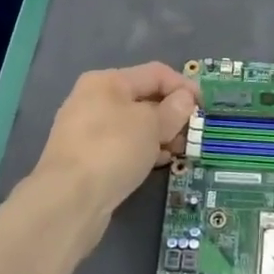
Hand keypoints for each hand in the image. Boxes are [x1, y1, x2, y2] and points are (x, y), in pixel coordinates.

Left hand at [29, 63, 199, 257]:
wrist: (68, 200)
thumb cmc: (113, 150)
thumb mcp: (152, 125)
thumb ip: (173, 110)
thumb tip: (184, 100)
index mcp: (107, 81)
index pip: (155, 73)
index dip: (184, 86)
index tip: (205, 107)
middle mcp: (92, 99)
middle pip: (143, 99)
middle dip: (172, 114)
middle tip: (193, 133)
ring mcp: (86, 130)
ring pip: (133, 125)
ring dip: (160, 134)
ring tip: (180, 151)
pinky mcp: (85, 158)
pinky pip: (122, 146)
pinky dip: (142, 150)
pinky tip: (158, 163)